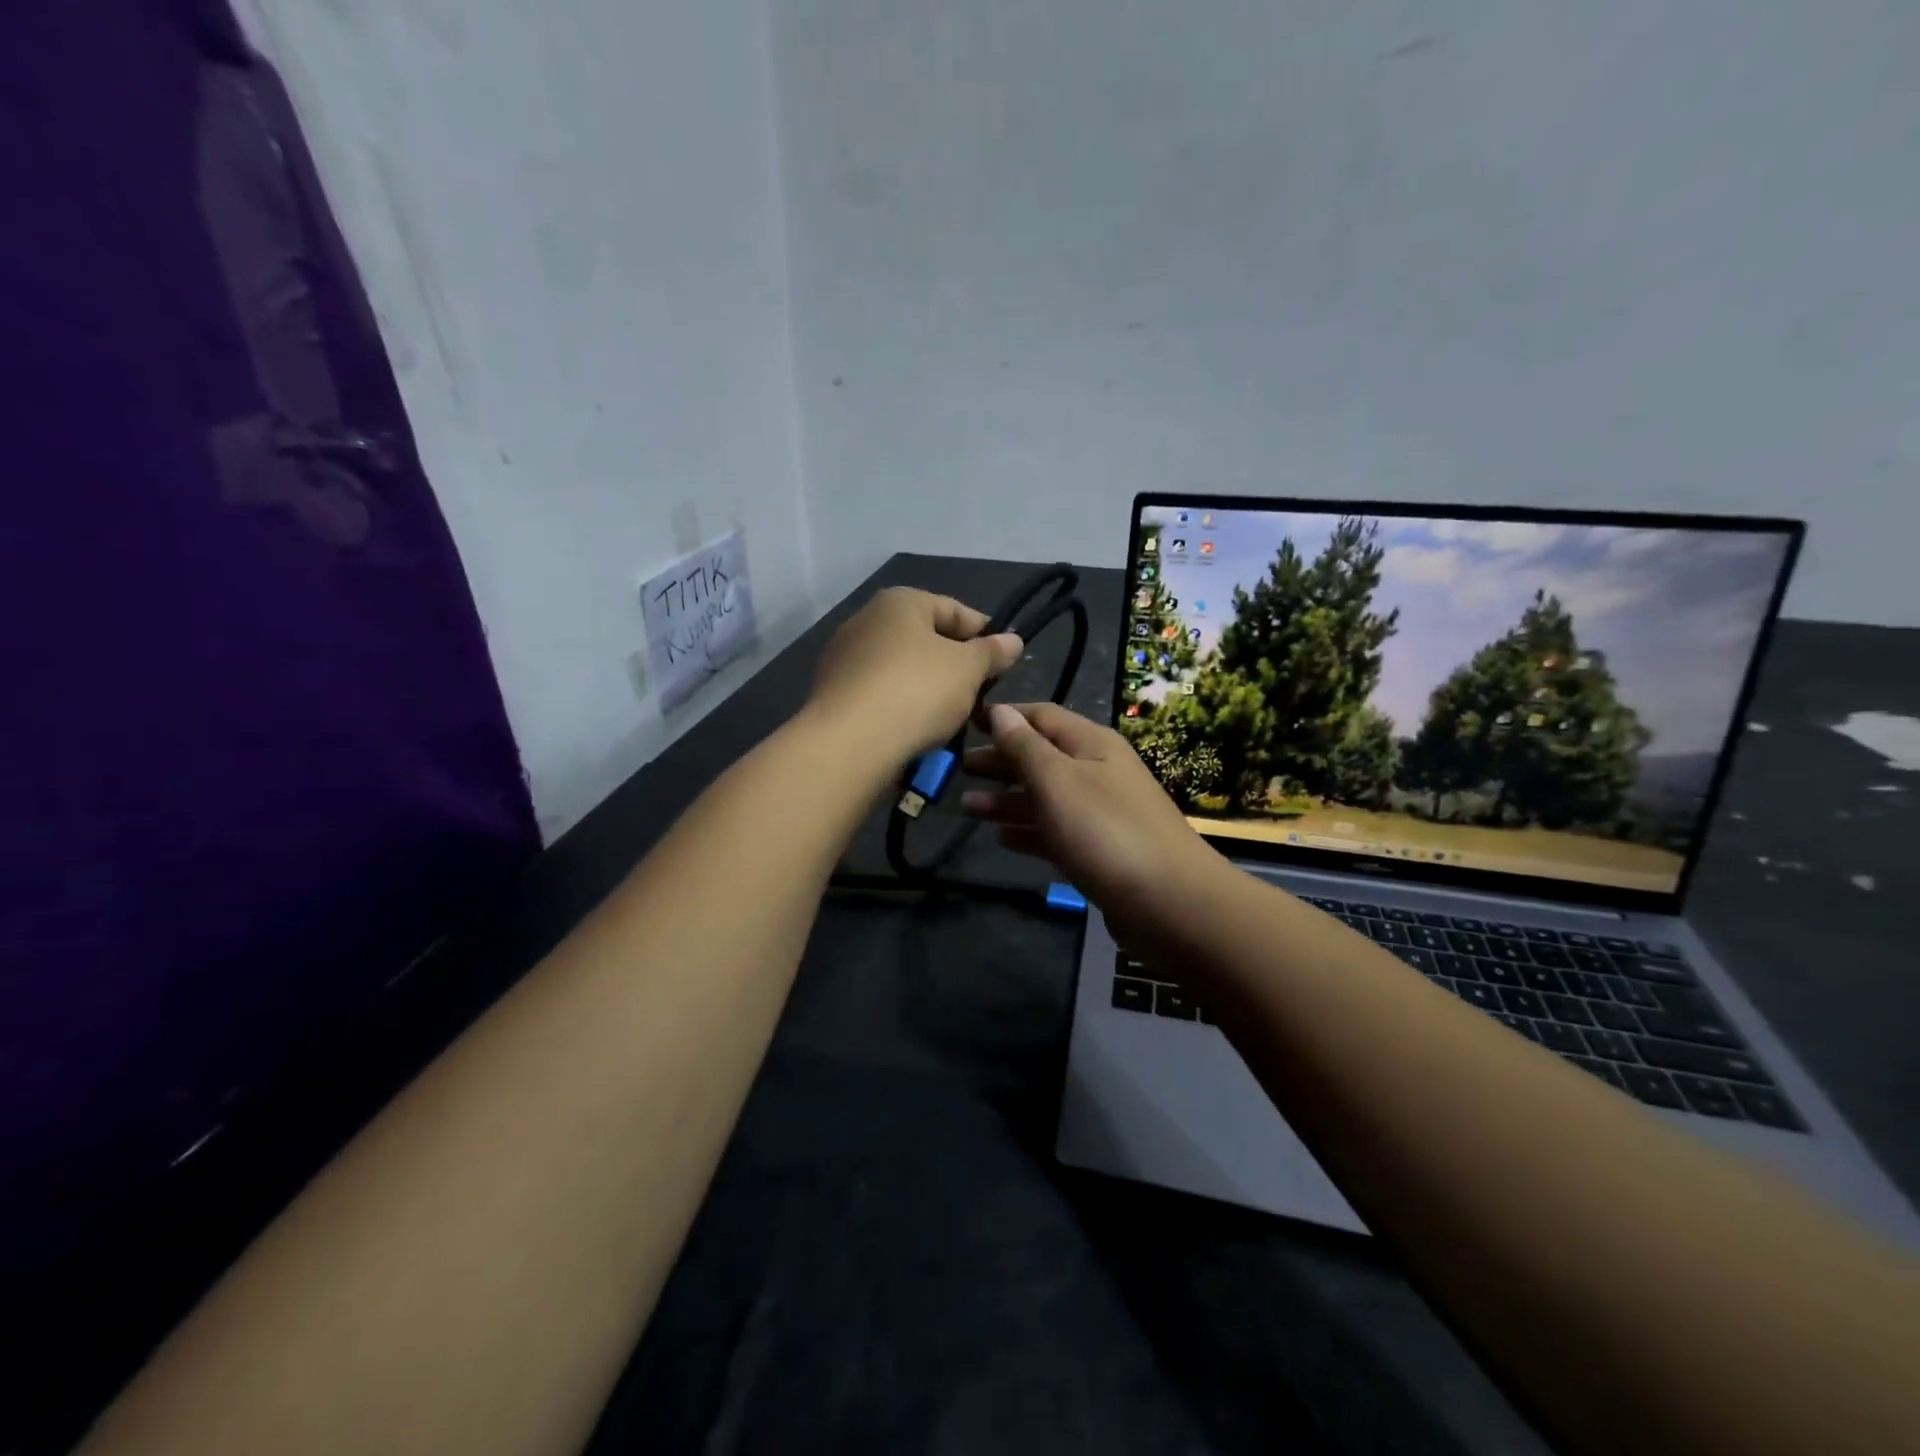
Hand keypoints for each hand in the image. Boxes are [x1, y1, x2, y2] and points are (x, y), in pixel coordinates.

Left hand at [807, 588, 1022, 761]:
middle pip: (926, 640)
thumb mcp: (968, 669)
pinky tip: (919, 732)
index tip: (1006, 664)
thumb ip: (992, 652)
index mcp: (899, 602)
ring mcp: (845, 658)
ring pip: (904, 671)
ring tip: (954, 720)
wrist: (849, 744)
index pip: (955, 610)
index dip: (986, 635)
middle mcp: (866, 621)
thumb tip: (1012, 639)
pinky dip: (903, 708)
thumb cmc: (916, 691)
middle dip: (957, 667)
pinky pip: (881, 696)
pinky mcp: (834, 694)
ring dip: (931, 691)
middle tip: (982, 696)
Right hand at [960, 703, 1220, 931]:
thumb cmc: (1105, 830)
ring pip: (1045, 798)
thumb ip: (1025, 747)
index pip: (1042, 716)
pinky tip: (1001, 838)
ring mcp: (1100, 814)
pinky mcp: (1099, 852)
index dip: (1005, 716)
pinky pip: (1055, 832)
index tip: (968, 721)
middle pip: (1041, 757)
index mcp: (1092, 744)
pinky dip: (1028, 831)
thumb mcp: (1057, 780)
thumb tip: (1001, 711)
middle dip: (1001, 760)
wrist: (1168, 902)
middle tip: (960, 768)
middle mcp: (1098, 772)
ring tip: (968, 808)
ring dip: (1007, 800)